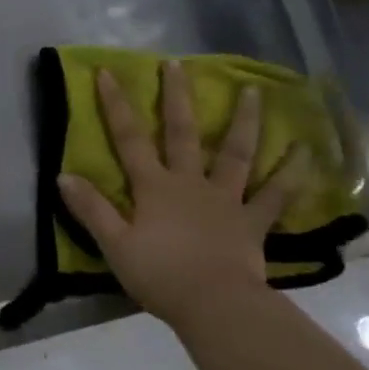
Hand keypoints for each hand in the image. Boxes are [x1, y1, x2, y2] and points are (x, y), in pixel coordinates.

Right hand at [57, 62, 304, 323]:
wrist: (215, 305)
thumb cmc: (160, 274)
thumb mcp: (114, 244)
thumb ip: (91, 209)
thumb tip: (62, 175)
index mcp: (154, 188)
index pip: (129, 139)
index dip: (116, 106)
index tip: (108, 73)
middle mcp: (190, 182)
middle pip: (183, 133)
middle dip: (177, 97)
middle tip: (177, 64)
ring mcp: (226, 199)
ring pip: (236, 153)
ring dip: (244, 121)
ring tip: (253, 91)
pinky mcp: (253, 221)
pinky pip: (276, 194)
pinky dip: (291, 173)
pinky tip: (305, 151)